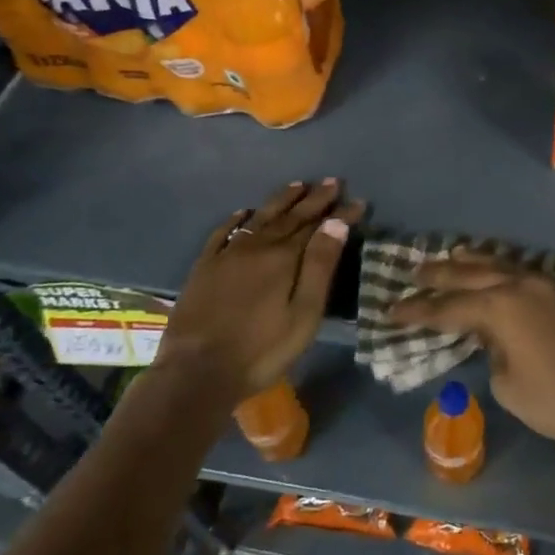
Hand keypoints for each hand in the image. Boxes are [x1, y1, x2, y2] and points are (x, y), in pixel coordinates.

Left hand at [156, 180, 364, 395]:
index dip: (339, 213)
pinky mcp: (205, 267)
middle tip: (333, 182)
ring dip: (281, 200)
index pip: (318, 226)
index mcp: (284, 257)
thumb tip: (335, 222)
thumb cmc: (261, 349)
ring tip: (298, 185)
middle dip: (314, 198)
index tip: (358, 201)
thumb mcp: (304, 313)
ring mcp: (228, 254)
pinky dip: (237, 220)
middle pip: (291, 216)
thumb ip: (320, 266)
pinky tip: (244, 213)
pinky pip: (223, 233)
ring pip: (260, 218)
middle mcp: (257, 246)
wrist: (196, 372)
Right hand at [391, 251, 554, 446]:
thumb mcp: (508, 384)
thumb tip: (493, 337)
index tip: (391, 309)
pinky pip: (520, 271)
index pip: (448, 307)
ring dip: (472, 260)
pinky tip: (494, 269)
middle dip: (440, 274)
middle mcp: (518, 286)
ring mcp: (543, 286)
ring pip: (500, 264)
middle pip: (471, 274)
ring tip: (451, 255)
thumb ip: (491, 351)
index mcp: (499, 307)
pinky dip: (500, 267)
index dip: (418, 310)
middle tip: (414, 271)